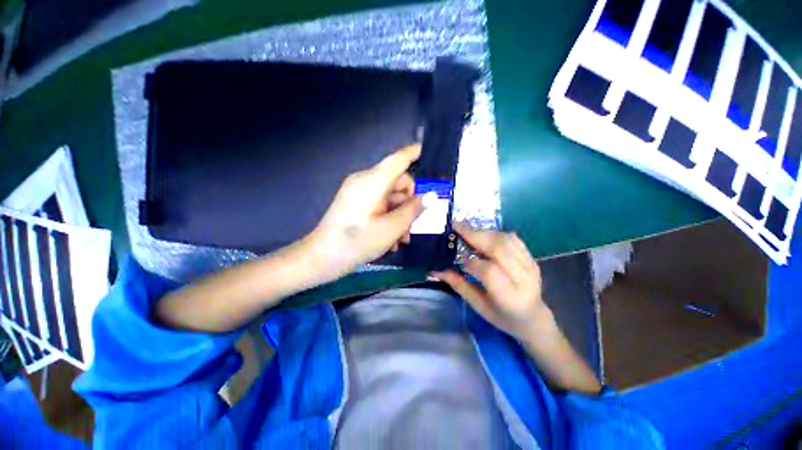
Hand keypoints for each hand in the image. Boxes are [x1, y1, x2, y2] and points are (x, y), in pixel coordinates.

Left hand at [306, 144, 424, 281]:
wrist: (322, 258)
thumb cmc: (358, 242)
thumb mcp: (392, 228)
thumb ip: (413, 210)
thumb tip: (430, 196)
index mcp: (373, 181)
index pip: (398, 160)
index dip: (414, 153)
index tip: (427, 151)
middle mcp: (365, 181)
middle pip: (396, 183)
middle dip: (409, 203)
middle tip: (414, 226)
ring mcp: (357, 192)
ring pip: (389, 197)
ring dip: (399, 215)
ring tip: (402, 239)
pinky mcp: (353, 203)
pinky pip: (377, 204)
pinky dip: (387, 217)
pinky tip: (390, 238)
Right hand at [432, 223, 550, 340]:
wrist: (533, 317)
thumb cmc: (502, 316)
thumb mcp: (478, 305)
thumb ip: (459, 285)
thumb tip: (437, 270)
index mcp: (509, 297)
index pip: (489, 271)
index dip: (471, 261)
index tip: (458, 257)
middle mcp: (523, 278)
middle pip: (499, 249)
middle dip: (475, 235)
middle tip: (457, 226)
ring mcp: (530, 265)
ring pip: (506, 240)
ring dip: (485, 232)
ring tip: (468, 231)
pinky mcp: (532, 258)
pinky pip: (513, 239)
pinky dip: (496, 233)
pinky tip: (485, 235)